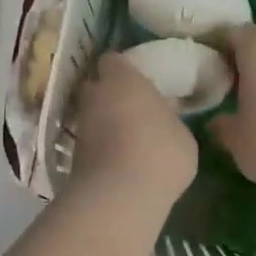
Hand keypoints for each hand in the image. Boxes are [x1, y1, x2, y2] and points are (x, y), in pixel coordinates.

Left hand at [68, 51, 197, 200]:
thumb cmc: (160, 152)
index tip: (137, 81)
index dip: (123, 69)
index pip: (113, 59)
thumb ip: (169, 119)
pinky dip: (100, 147)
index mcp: (123, 78)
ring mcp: (80, 125)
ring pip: (91, 115)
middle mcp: (95, 95)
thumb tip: (162, 117)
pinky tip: (119, 161)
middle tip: (132, 108)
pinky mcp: (73, 155)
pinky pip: (89, 142)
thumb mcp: (183, 135)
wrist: (119, 196)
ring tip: (128, 139)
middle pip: (97, 86)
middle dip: (109, 94)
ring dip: (104, 123)